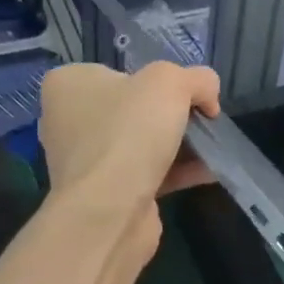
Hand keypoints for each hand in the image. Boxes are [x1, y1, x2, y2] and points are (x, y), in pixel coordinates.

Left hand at [39, 62, 221, 250]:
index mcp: (69, 84)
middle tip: (202, 121)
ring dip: (180, 145)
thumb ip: (196, 79)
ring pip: (142, 143)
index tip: (185, 95)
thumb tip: (208, 97)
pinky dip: (178, 171)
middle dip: (172, 115)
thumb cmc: (129, 132)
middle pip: (135, 108)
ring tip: (215, 146)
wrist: (110, 211)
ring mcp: (86, 160)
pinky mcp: (105, 193)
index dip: (158, 80)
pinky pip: (147, 174)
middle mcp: (69, 120)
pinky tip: (211, 171)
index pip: (120, 72)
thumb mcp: (170, 82)